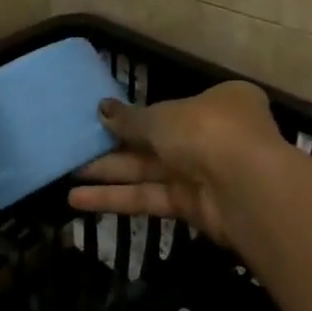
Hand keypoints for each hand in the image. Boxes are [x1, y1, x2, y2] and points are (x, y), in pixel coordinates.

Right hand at [68, 81, 284, 245]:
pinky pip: (149, 197)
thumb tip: (102, 109)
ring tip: (66, 177)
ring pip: (149, 172)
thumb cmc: (207, 130)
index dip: (137, 115)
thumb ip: (131, 118)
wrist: (245, 186)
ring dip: (109, 175)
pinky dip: (116, 198)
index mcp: (219, 103)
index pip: (174, 107)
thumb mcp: (162, 116)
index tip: (104, 119)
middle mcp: (213, 136)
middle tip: (74, 150)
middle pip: (156, 141)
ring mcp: (203, 174)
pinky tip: (78, 200)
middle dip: (115, 147)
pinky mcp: (192, 207)